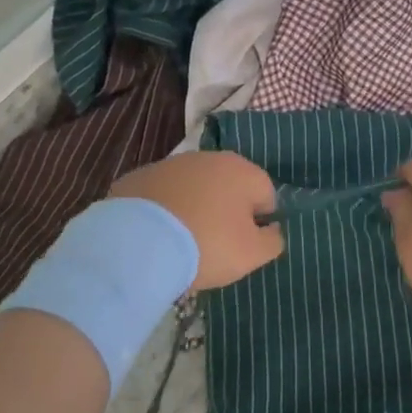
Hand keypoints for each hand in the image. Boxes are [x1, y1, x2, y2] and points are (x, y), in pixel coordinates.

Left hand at [110, 151, 284, 289]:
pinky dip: (164, 211)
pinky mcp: (138, 177)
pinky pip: (161, 196)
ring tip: (182, 243)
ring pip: (193, 188)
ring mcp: (170, 165)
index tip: (245, 246)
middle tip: (215, 246)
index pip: (265, 195)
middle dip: (225, 212)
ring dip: (194, 208)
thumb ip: (273, 240)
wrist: (138, 243)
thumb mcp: (252, 254)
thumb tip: (274, 229)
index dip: (260, 222)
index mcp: (242, 171)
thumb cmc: (207, 245)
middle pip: (228, 187)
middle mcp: (208, 158)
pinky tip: (156, 236)